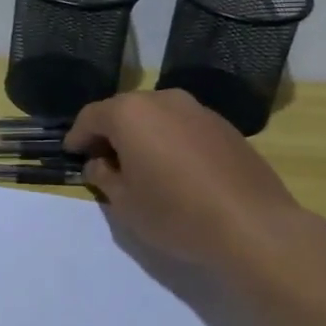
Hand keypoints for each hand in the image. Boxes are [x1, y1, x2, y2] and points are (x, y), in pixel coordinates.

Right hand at [65, 89, 325, 274]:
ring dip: (143, 135)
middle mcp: (163, 100)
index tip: (72, 152)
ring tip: (141, 166)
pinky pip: (183, 127)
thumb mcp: (126, 203)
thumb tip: (100, 163)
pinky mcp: (224, 126)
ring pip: (157, 116)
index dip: (78, 135)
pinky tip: (176, 170)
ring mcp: (197, 109)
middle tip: (103, 160)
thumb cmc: (176, 213)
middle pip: (125, 111)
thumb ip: (104, 176)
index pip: (91, 116)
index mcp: (130, 113)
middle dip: (110, 133)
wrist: (253, 225)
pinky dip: (171, 141)